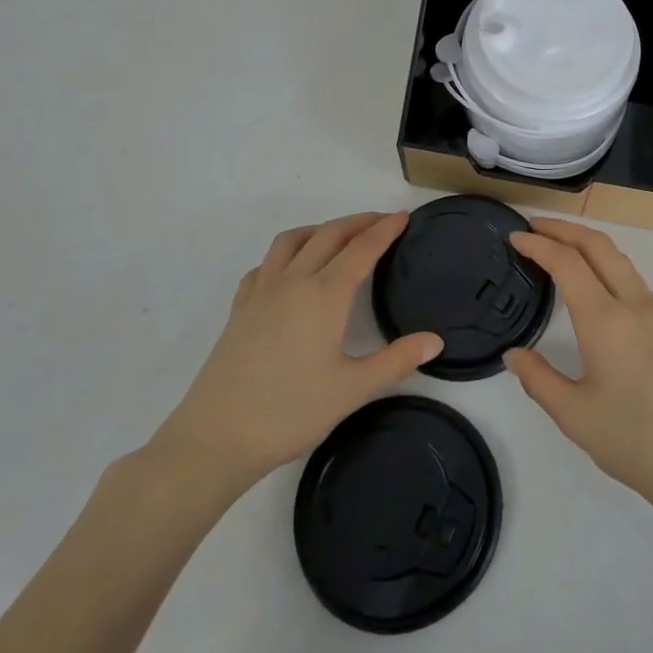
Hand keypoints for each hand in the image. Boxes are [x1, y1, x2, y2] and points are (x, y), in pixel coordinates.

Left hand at [147, 212, 442, 495]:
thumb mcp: (352, 390)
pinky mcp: (240, 308)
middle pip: (329, 235)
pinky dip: (286, 254)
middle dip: (358, 222)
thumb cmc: (290, 412)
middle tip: (381, 221)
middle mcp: (293, 281)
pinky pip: (265, 264)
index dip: (385, 229)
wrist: (216, 436)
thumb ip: (396, 361)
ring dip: (320, 229)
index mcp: (325, 295)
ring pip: (292, 241)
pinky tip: (290, 271)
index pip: (362, 249)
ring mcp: (261, 291)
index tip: (403, 216)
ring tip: (338, 236)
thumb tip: (436, 340)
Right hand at [505, 218, 652, 528]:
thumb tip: (513, 355)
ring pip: (620, 259)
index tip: (515, 237)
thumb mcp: (575, 417)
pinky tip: (594, 284)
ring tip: (559, 248)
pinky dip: (605, 264)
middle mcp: (634, 305)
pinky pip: (632, 279)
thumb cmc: (636, 443)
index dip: (538, 243)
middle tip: (533, 227)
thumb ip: (539, 380)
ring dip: (587, 243)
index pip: (568, 262)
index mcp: (606, 321)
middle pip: (598, 245)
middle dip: (564, 228)